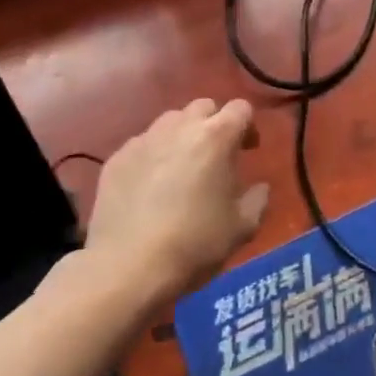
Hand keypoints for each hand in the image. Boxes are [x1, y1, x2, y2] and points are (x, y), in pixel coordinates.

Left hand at [83, 98, 268, 297]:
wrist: (127, 268)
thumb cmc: (194, 244)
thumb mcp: (242, 227)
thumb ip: (258, 199)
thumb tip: (259, 187)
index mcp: (216, 136)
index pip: (241, 108)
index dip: (248, 126)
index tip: (248, 150)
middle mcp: (180, 127)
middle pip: (203, 107)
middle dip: (214, 124)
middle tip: (216, 156)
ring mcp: (144, 140)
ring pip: (170, 122)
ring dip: (182, 136)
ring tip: (181, 168)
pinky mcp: (116, 158)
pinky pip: (142, 145)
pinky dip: (152, 156)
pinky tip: (149, 186)